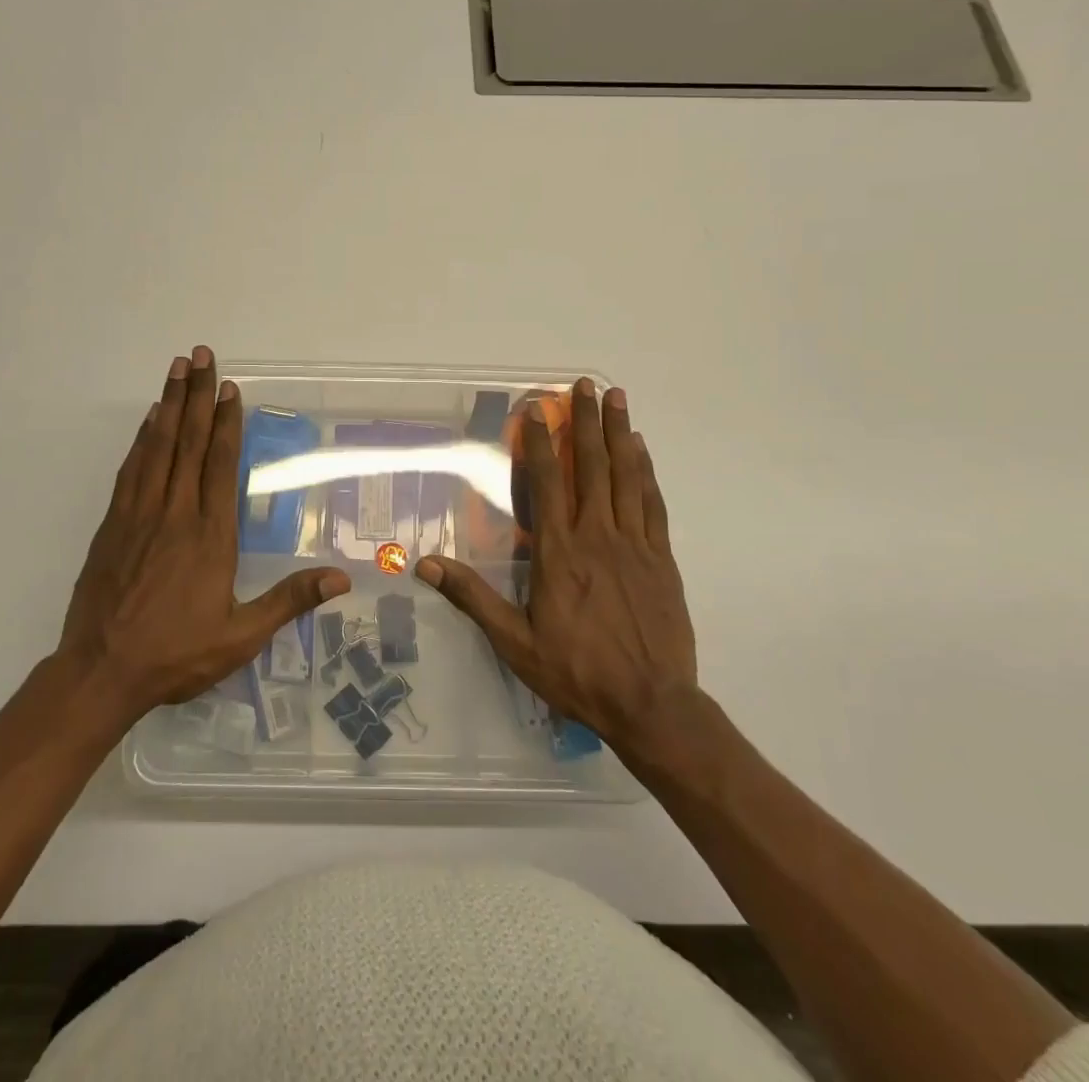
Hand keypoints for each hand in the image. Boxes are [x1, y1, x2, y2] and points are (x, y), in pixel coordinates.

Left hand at [57, 345, 350, 724]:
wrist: (100, 672)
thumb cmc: (175, 655)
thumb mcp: (241, 637)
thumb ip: (289, 601)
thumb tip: (341, 579)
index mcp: (209, 536)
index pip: (221, 465)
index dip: (227, 423)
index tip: (230, 388)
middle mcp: (175, 514)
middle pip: (188, 442)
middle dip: (197, 396)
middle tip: (202, 355)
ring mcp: (139, 515)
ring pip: (157, 447)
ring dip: (169, 405)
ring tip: (177, 369)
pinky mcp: (112, 525)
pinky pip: (131, 469)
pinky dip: (142, 439)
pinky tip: (149, 421)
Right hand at [416, 379, 696, 760]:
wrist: (652, 705)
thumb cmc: (577, 672)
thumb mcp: (515, 642)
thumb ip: (473, 598)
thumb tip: (426, 565)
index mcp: (560, 553)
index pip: (548, 484)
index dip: (540, 443)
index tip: (537, 410)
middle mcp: (598, 536)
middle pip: (591, 466)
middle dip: (586, 422)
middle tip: (586, 384)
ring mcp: (635, 544)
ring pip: (625, 476)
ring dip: (619, 433)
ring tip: (617, 398)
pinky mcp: (662, 558)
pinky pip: (652, 504)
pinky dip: (646, 472)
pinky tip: (641, 451)